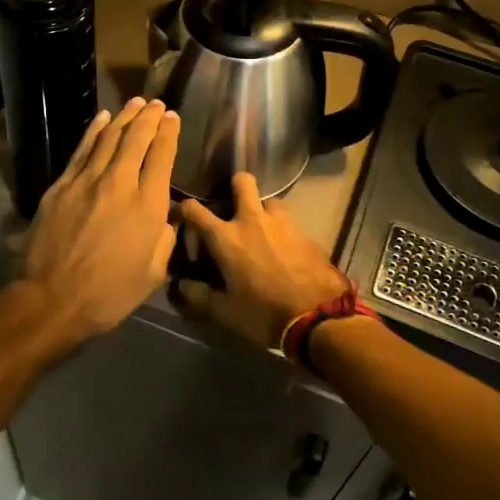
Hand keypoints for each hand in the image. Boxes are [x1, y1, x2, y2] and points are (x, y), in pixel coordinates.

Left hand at [19, 98, 179, 344]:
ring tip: (136, 103)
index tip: (173, 117)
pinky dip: (95, 131)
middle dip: (149, 118)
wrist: (52, 299)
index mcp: (148, 206)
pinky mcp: (62, 185)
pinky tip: (103, 118)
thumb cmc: (109, 294)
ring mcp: (87, 181)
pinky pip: (83, 150)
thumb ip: (165, 239)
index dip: (169, 132)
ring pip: (110, 138)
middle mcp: (120, 183)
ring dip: (125, 117)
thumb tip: (167, 216)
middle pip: (137, 139)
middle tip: (157, 104)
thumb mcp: (152, 274)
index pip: (162, 156)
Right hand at [174, 173, 347, 349]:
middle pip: (242, 182)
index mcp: (226, 237)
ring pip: (270, 201)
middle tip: (231, 204)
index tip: (180, 215)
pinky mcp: (305, 233)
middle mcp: (252, 220)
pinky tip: (283, 249)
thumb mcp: (224, 312)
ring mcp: (283, 223)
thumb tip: (180, 286)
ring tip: (261, 230)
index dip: (182, 208)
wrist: (319, 317)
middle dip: (234, 185)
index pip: (195, 210)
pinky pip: (289, 223)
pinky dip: (282, 231)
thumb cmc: (263, 312)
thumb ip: (198, 296)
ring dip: (263, 210)